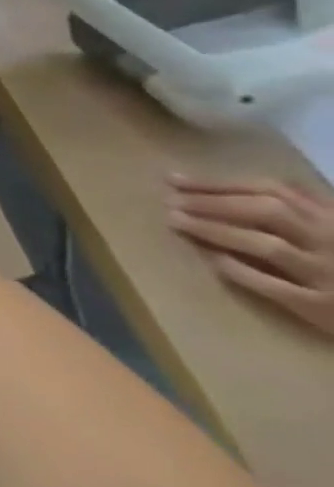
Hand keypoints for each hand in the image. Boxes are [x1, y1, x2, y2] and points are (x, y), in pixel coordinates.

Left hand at [168, 173, 333, 338]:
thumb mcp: (332, 227)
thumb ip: (300, 207)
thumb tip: (225, 186)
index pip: (272, 191)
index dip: (219, 183)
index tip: (174, 179)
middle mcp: (333, 242)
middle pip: (264, 212)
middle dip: (210, 203)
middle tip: (169, 200)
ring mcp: (330, 276)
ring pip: (264, 244)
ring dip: (214, 230)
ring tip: (175, 221)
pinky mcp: (324, 308)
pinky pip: (272, 285)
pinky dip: (236, 269)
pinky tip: (208, 257)